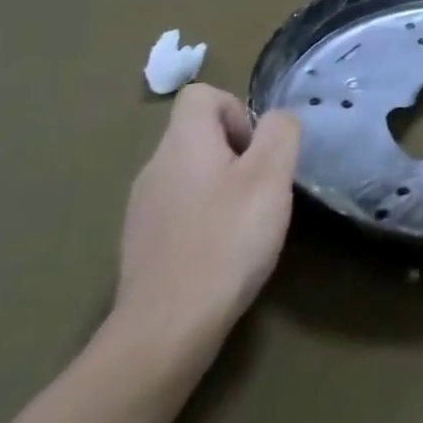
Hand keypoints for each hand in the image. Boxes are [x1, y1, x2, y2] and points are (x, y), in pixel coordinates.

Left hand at [112, 85, 300, 361]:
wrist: (167, 328)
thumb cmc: (226, 239)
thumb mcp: (271, 176)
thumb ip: (280, 132)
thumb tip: (276, 120)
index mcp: (182, 143)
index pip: (201, 94)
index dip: (237, 109)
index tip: (258, 148)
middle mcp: (154, 167)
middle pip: (198, 134)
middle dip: (237, 151)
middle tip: (263, 187)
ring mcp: (143, 208)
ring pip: (190, 174)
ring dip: (223, 186)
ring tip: (247, 222)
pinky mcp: (142, 245)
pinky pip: (180, 210)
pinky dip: (205, 218)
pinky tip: (223, 251)